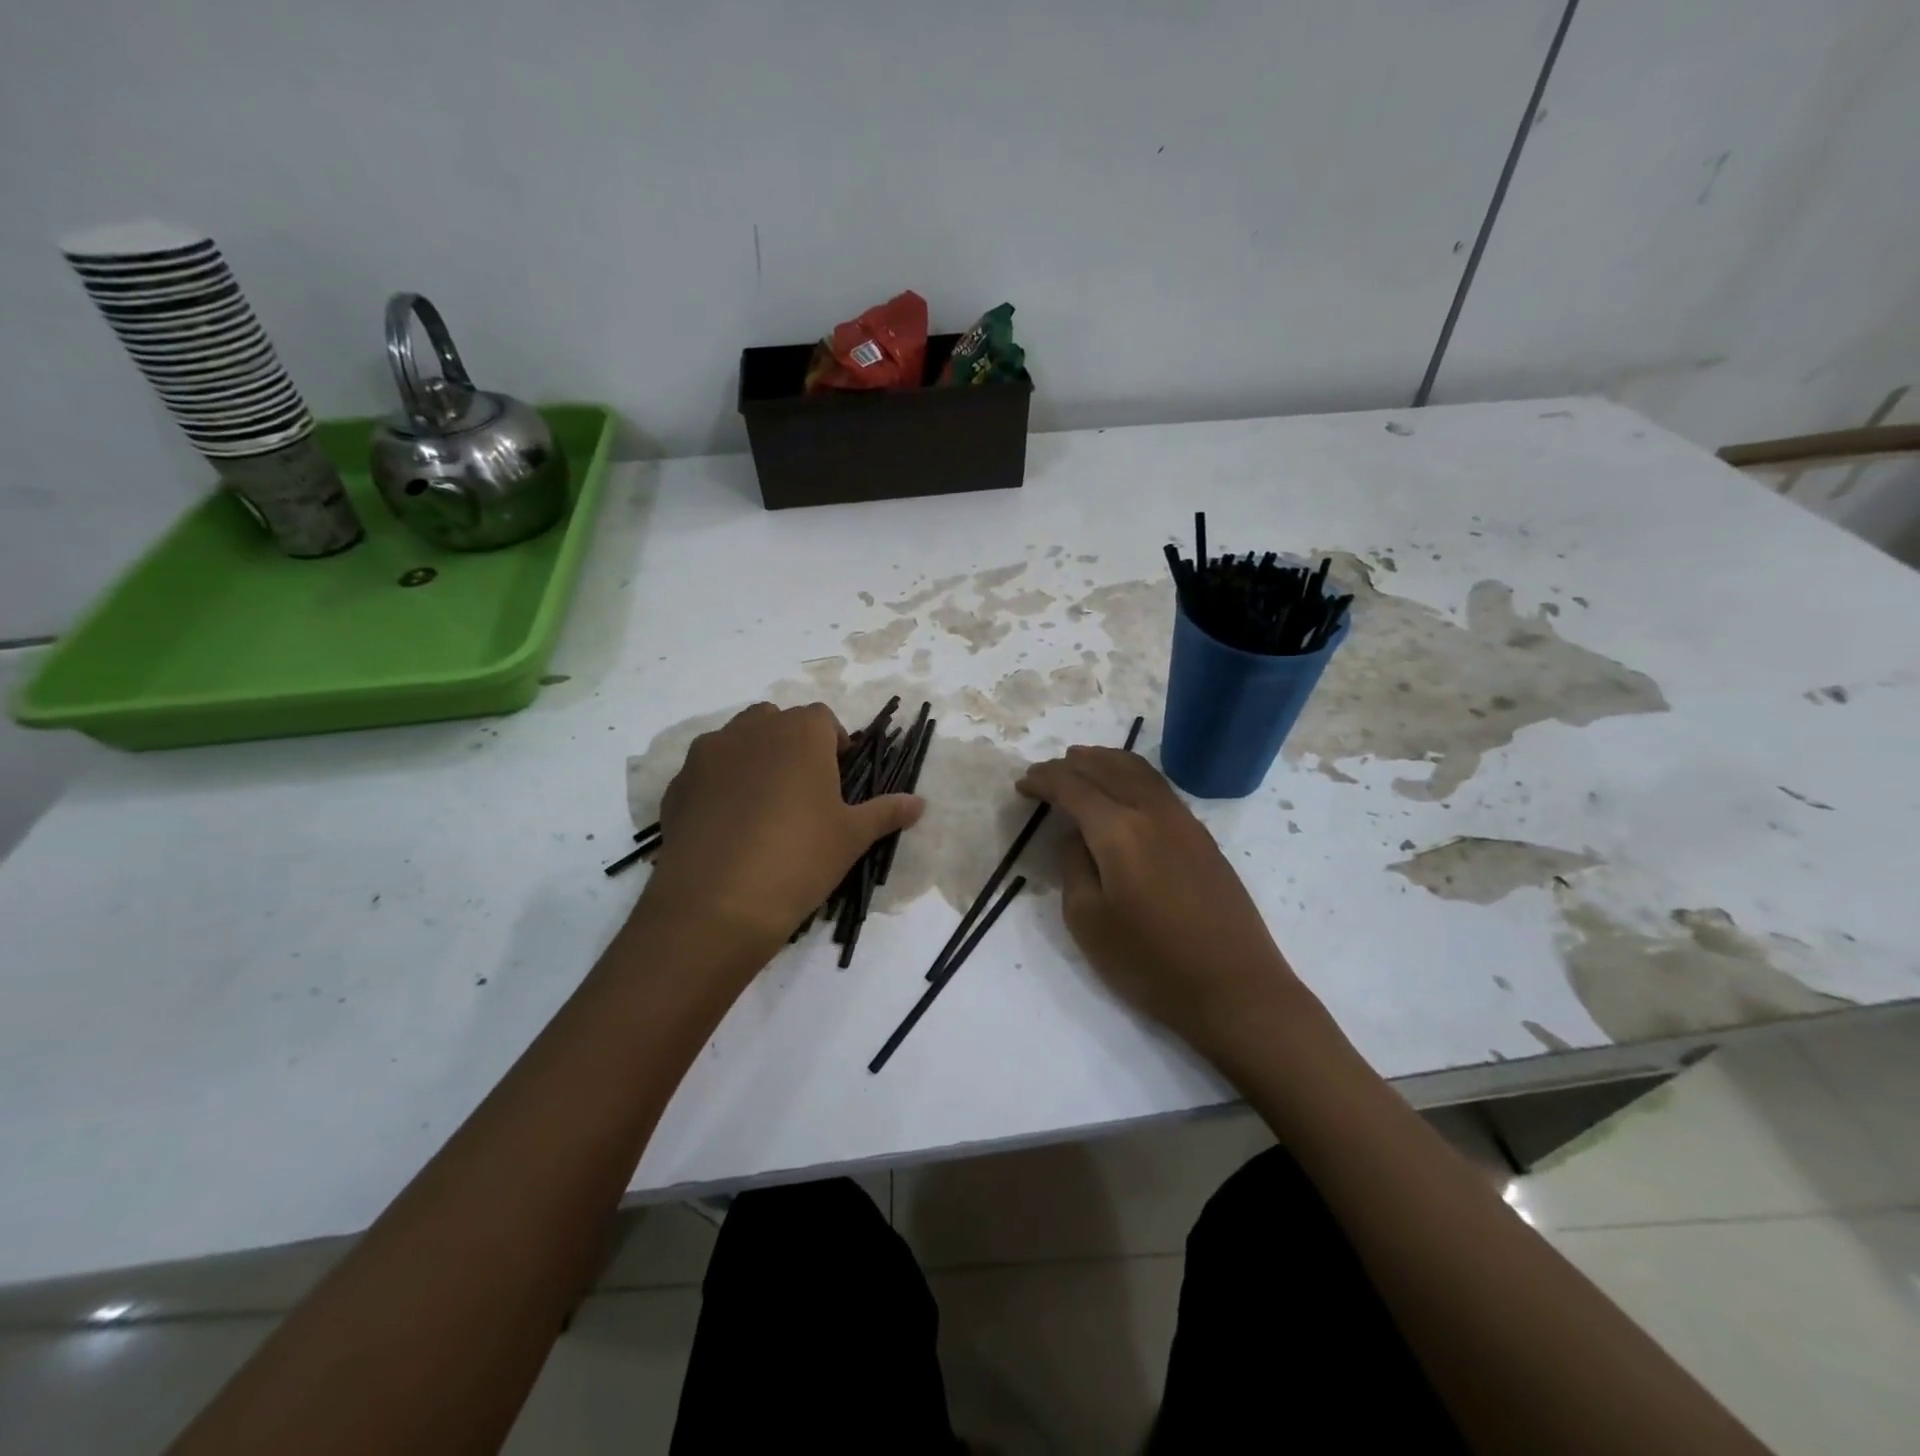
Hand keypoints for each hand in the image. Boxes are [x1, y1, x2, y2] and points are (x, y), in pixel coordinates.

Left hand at [640, 703, 923, 967]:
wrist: (716, 903)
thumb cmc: (799, 858)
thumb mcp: (852, 837)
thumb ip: (886, 812)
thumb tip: (920, 803)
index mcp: (800, 733)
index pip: (823, 718)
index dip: (834, 744)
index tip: (838, 777)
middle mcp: (751, 730)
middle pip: (777, 721)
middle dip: (792, 745)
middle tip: (803, 790)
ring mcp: (708, 754)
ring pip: (737, 741)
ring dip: (753, 759)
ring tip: (763, 807)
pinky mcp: (678, 784)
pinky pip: (706, 772)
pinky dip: (720, 786)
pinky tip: (728, 827)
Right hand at [1017, 746, 1301, 1057]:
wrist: (1234, 988)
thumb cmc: (1150, 962)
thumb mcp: (1088, 921)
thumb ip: (1073, 867)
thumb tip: (1077, 836)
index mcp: (1119, 829)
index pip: (1073, 786)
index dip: (1044, 780)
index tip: (1022, 785)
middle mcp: (1152, 811)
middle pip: (1107, 767)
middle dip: (1071, 763)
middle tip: (1045, 771)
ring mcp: (1184, 821)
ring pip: (1138, 770)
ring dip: (1104, 761)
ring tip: (1081, 762)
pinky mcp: (1202, 837)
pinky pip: (1158, 786)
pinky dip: (1131, 774)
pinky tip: (1124, 789)